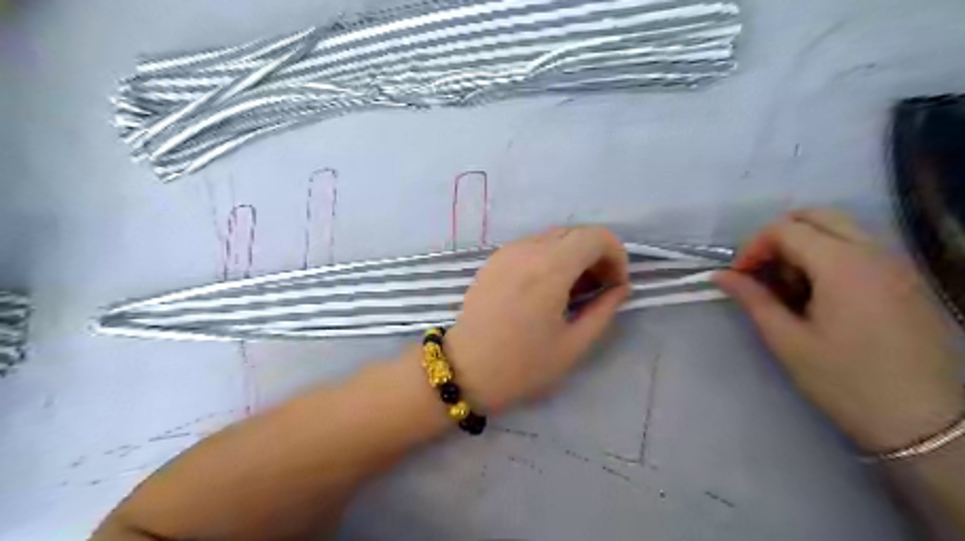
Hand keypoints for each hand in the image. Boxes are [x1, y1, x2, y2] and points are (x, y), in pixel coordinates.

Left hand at [446, 225, 630, 411]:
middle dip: (596, 254)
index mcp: (550, 267)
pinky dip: (550, 257)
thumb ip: (603, 310)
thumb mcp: (573, 345)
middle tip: (599, 288)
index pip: (596, 236)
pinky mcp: (493, 260)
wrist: (464, 370)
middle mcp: (527, 249)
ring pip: (553, 237)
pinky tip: (547, 287)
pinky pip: (531, 246)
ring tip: (573, 291)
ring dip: (572, 255)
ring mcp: (506, 252)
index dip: (616, 255)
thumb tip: (620, 289)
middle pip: (575, 232)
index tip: (616, 284)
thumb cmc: (522, 365)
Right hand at [715, 210, 964, 453]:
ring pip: (840, 228)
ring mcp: (896, 264)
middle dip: (779, 237)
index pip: (785, 229)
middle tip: (763, 272)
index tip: (739, 277)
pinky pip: (860, 247)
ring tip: (790, 286)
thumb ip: (752, 299)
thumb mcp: (787, 340)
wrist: (924, 422)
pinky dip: (829, 255)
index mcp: (843, 265)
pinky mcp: (907, 280)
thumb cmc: (845, 381)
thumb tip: (721, 275)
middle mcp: (874, 252)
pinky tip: (820, 294)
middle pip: (816, 216)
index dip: (753, 247)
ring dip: (804, 245)